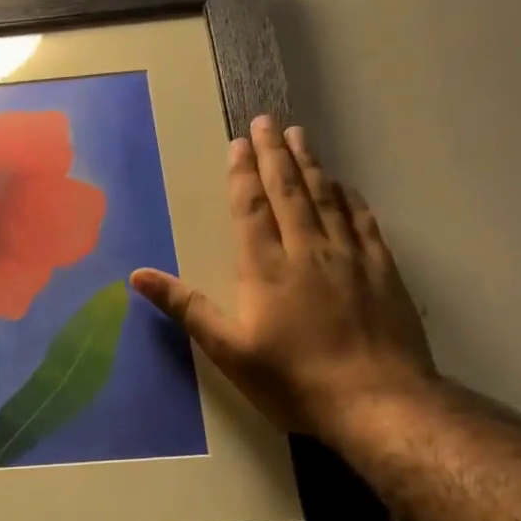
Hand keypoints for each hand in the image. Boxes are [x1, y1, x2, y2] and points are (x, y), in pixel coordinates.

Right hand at [131, 118, 433, 440]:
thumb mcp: (228, 350)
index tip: (238, 143)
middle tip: (267, 120)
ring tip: (300, 136)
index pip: (251, 208)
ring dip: (311, 164)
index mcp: (266, 267)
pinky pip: (362, 220)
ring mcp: (350, 256)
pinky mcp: (382, 270)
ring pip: (327, 197)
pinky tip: (344, 186)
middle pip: (290, 190)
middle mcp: (308, 249)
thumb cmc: (292, 379)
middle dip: (275, 154)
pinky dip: (349, 196)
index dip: (242, 174)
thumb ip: (186, 308)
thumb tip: (138, 275)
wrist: (376, 401)